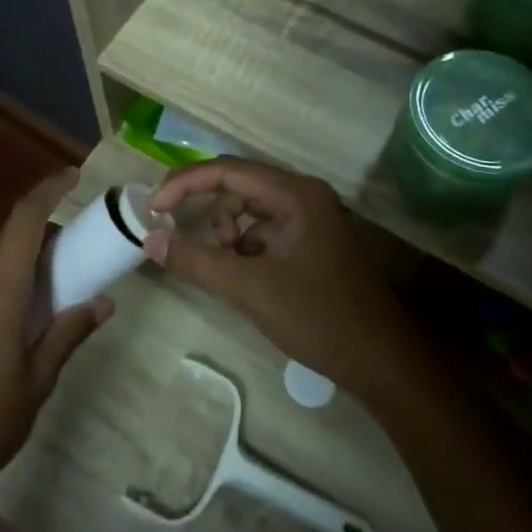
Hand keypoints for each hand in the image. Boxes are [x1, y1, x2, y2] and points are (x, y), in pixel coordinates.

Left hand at [0, 171, 111, 508]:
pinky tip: (5, 316)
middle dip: (36, 231)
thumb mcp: (36, 384)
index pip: (23, 221)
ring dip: (12, 257)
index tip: (73, 177)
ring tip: (40, 285)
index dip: (48, 191)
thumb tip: (103, 304)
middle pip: (2, 237)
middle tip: (68, 252)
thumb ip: (67, 335)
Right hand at [143, 160, 422, 405]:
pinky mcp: (310, 242)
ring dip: (225, 230)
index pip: (228, 171)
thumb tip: (150, 239)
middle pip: (238, 185)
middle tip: (172, 229)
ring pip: (249, 209)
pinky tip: (242, 276)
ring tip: (221, 265)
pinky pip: (263, 230)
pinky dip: (243, 247)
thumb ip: (197, 260)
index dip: (185, 184)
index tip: (152, 207)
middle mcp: (303, 195)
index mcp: (295, 194)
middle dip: (204, 206)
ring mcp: (310, 218)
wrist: (382, 361)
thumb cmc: (319, 317)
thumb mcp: (251, 289)